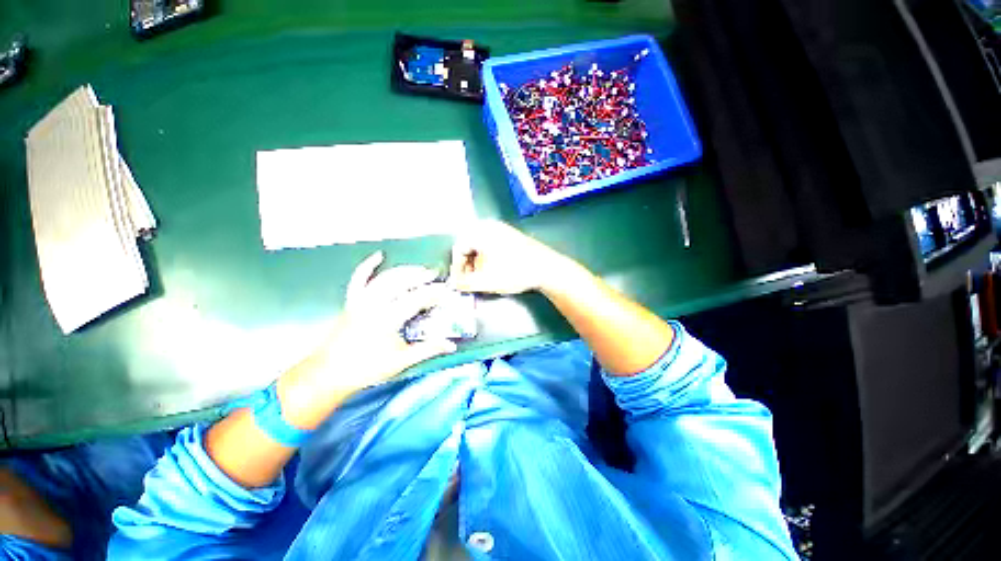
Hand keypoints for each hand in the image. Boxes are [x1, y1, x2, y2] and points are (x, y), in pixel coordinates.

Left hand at [277, 251, 456, 428]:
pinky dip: (368, 266)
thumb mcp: (401, 361)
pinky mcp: (351, 301)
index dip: (433, 293)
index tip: (446, 291)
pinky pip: (359, 279)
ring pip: (384, 278)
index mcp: (388, 319)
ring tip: (418, 268)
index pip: (416, 299)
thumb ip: (427, 349)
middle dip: (420, 275)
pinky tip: (378, 256)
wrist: (328, 374)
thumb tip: (451, 346)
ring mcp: (361, 301)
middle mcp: (374, 304)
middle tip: (435, 274)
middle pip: (401, 282)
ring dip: (403, 270)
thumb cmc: (366, 369)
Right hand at [449, 220, 574, 294]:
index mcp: (481, 232)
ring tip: (483, 278)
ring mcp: (502, 230)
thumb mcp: (485, 281)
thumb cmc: (514, 272)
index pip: (458, 248)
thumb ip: (464, 283)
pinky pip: (492, 246)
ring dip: (477, 264)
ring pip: (481, 247)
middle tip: (470, 281)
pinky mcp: (512, 236)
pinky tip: (495, 271)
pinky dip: (488, 259)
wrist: (547, 268)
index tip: (460, 282)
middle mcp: (490, 226)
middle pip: (469, 246)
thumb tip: (452, 284)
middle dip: (467, 266)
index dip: (456, 267)